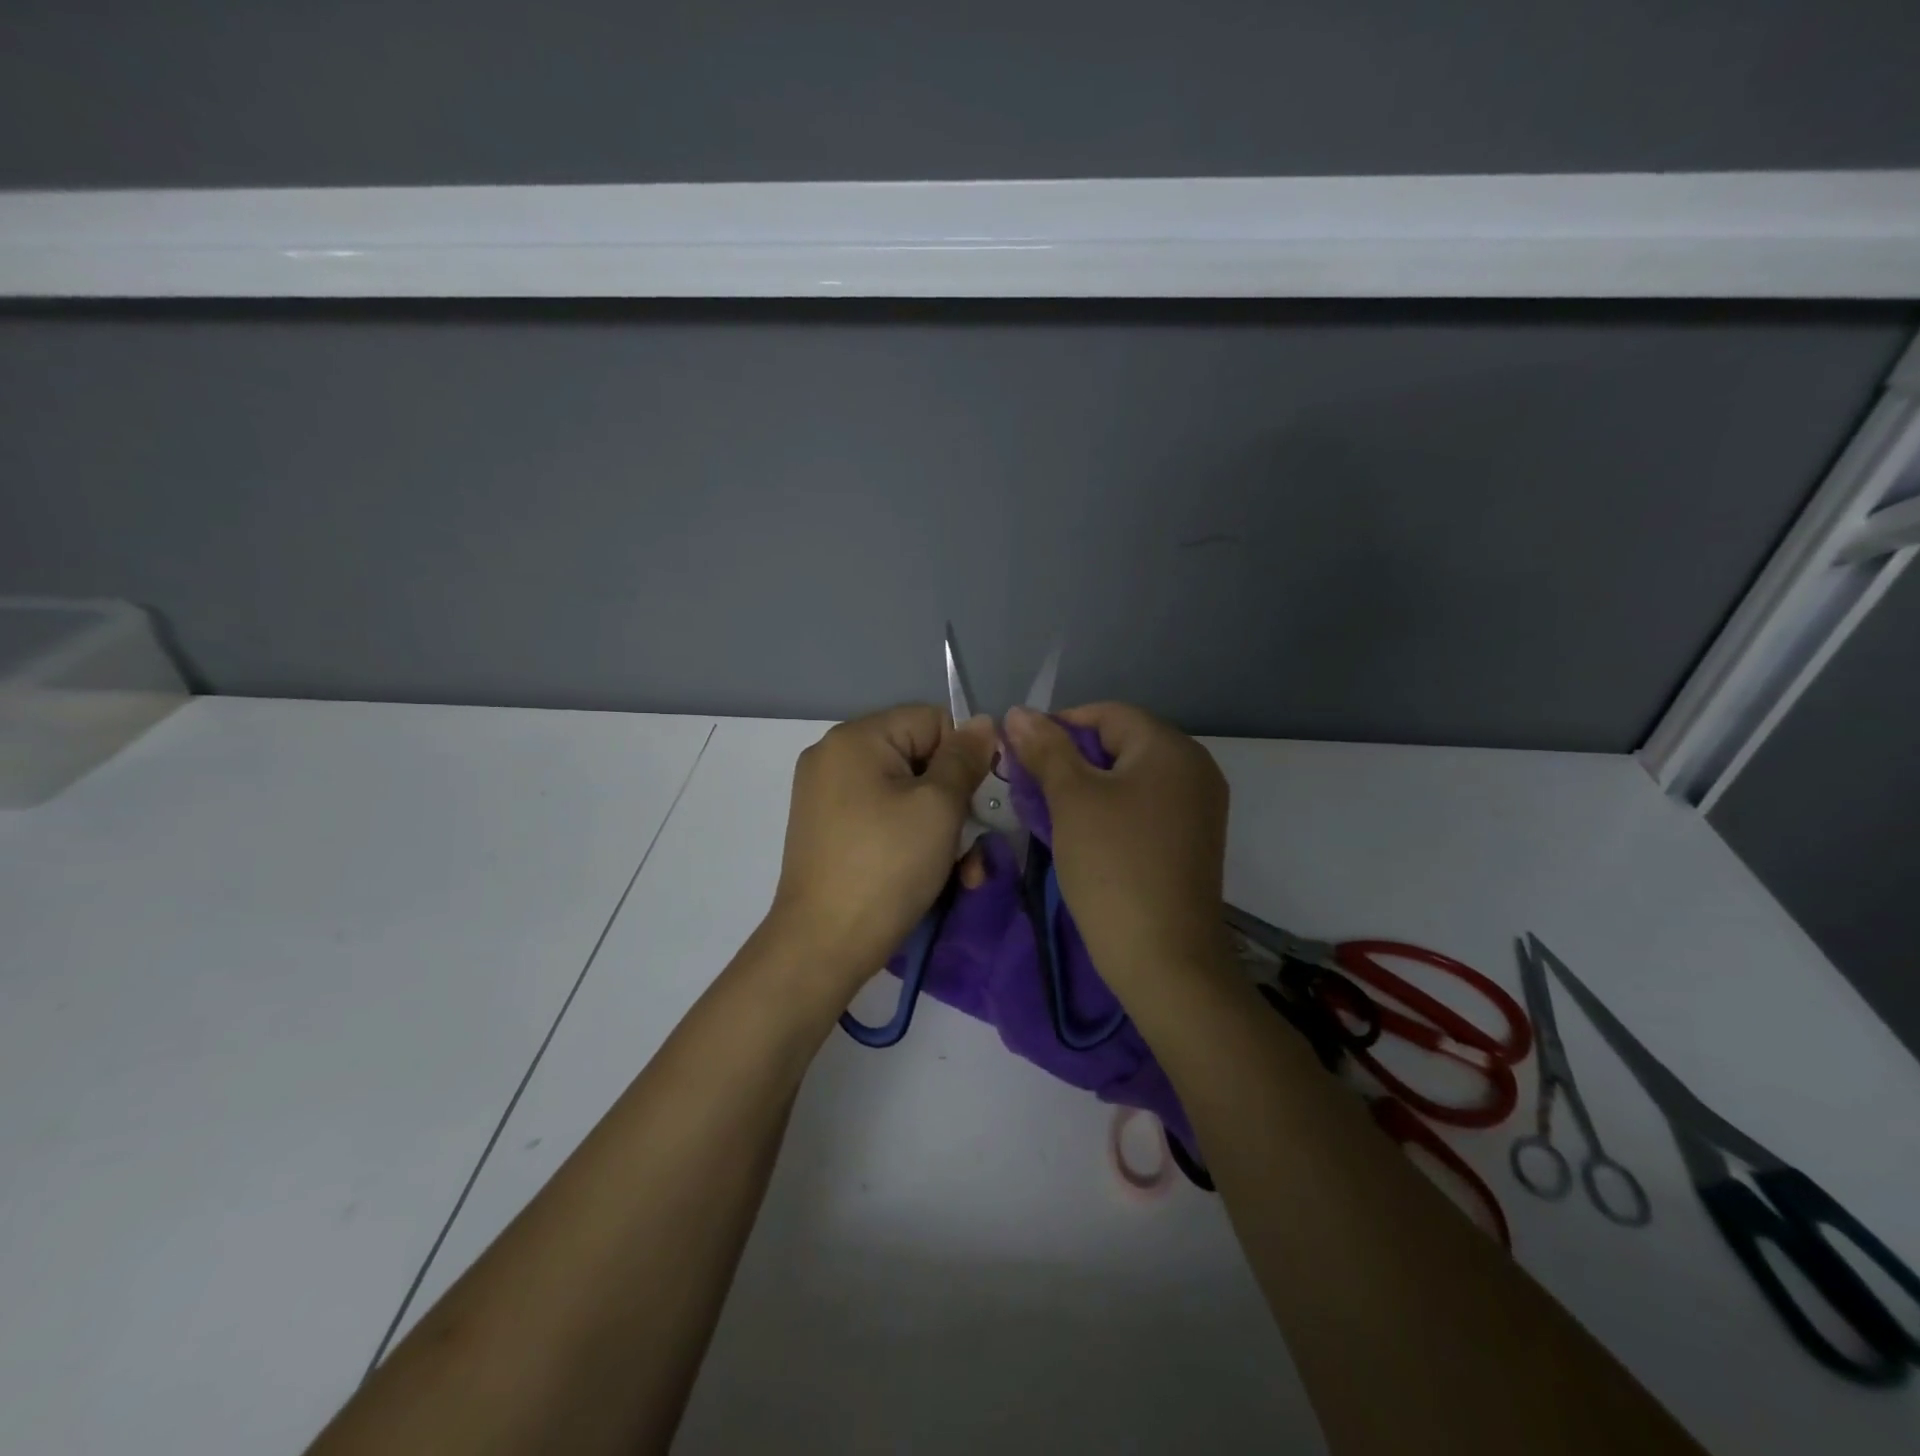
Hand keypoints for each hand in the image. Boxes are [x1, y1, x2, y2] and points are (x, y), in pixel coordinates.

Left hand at [767, 704, 995, 994]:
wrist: (822, 946)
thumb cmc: (887, 866)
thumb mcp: (938, 807)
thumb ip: (964, 759)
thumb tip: (982, 722)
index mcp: (855, 738)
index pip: (930, 720)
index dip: (963, 755)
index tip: (980, 798)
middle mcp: (834, 758)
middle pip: (918, 759)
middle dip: (955, 801)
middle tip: (975, 844)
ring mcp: (827, 797)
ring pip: (905, 795)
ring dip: (941, 829)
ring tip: (964, 872)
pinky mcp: (830, 832)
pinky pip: (883, 819)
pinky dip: (912, 841)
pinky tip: (936, 877)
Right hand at [1004, 702, 1229, 988]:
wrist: (1165, 959)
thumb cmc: (1114, 867)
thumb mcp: (1071, 800)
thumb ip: (1045, 750)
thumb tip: (1018, 712)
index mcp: (1170, 748)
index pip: (1106, 714)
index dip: (1057, 726)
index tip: (1020, 755)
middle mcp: (1194, 769)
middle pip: (1119, 744)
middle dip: (1069, 759)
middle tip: (1029, 786)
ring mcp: (1198, 807)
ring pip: (1129, 778)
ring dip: (1086, 787)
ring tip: (1047, 811)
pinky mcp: (1191, 841)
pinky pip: (1144, 808)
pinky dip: (1109, 811)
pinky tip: (1080, 835)